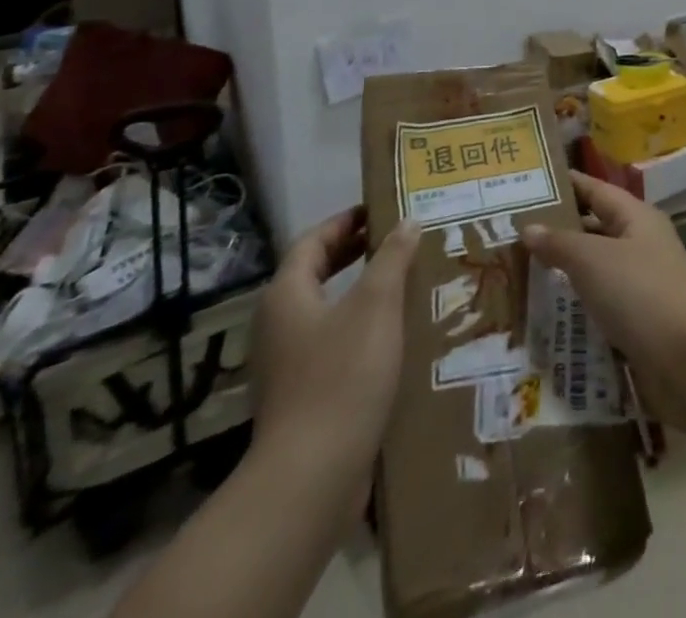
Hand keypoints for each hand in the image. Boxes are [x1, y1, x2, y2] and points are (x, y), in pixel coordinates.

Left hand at [250, 208, 419, 497]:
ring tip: (405, 280)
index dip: (346, 221)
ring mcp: (286, 363)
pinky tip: (395, 334)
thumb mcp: (376, 304)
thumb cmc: (342, 374)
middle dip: (356, 253)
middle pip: (316, 273)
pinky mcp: (301, 395)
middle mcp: (279, 325)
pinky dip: (361, 326)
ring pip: (327, 310)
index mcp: (287, 295)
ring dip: (362, 291)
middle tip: (398, 238)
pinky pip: (332, 342)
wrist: (312, 475)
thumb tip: (407, 222)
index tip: (382, 209)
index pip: (313, 241)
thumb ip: (392, 257)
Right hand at [523, 172, 685, 428]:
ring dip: (564, 273)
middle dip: (559, 231)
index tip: (531, 181)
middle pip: (595, 229)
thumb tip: (528, 227)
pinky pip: (601, 305)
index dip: (567, 184)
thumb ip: (560, 242)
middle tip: (513, 234)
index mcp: (636, 218)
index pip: (596, 190)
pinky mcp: (639, 322)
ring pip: (596, 270)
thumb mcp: (593, 259)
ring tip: (520, 274)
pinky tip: (546, 317)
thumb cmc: (641, 292)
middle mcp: (641, 244)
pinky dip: (576, 308)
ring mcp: (642, 285)